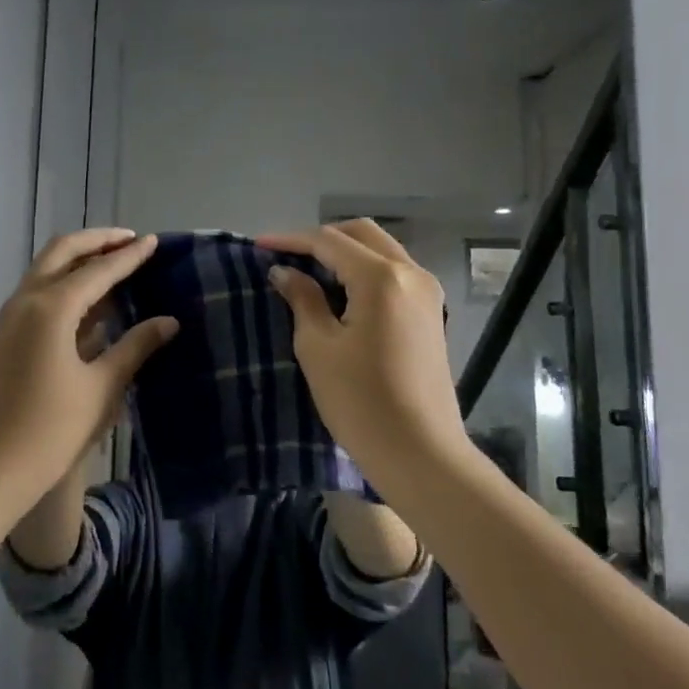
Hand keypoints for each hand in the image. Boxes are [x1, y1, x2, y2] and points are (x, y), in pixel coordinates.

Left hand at [0, 229, 177, 501]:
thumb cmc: (50, 431)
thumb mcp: (101, 389)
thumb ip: (135, 348)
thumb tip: (168, 321)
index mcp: (51, 308)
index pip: (98, 270)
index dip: (129, 256)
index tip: (154, 241)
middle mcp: (27, 300)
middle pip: (63, 252)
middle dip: (97, 241)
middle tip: (131, 241)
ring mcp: (11, 317)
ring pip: (47, 269)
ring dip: (79, 259)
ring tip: (115, 263)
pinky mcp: (7, 335)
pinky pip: (39, 292)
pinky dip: (66, 283)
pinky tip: (92, 300)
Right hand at [258, 220, 463, 476]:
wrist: (421, 454)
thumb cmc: (361, 401)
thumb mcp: (318, 347)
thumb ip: (302, 299)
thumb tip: (285, 271)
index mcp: (382, 277)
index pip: (329, 242)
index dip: (290, 240)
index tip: (258, 246)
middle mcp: (411, 273)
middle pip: (361, 234)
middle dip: (321, 238)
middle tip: (285, 255)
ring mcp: (427, 293)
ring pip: (381, 250)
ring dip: (344, 253)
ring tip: (307, 270)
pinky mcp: (431, 314)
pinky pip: (393, 273)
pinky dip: (363, 270)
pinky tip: (339, 291)